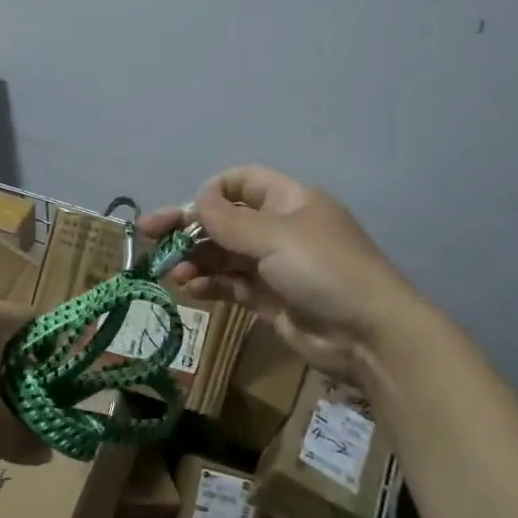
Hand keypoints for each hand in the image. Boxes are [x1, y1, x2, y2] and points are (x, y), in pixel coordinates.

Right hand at [140, 165, 424, 385]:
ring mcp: (276, 266)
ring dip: (196, 260)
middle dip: (188, 227)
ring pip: (225, 255)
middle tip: (147, 235)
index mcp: (290, 202)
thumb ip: (229, 220)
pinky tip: (190, 290)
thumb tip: (198, 198)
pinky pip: (232, 285)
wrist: (369, 335)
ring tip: (172, 272)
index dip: (213, 191)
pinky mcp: (271, 299)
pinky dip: (210, 285)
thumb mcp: (275, 237)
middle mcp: (281, 229)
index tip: (189, 210)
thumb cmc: (325, 271)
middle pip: (226, 220)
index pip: (243, 182)